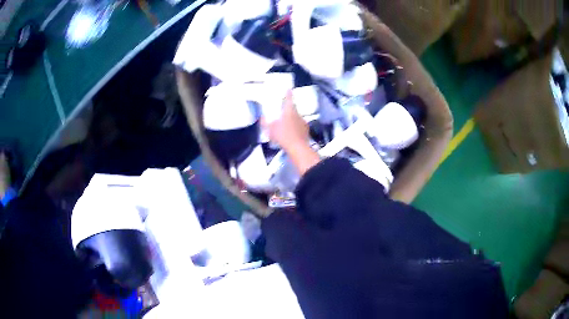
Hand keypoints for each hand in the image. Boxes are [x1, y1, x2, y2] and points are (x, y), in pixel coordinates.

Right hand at [263, 91, 308, 151]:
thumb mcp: (270, 129)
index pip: (289, 99)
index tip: (288, 89)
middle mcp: (297, 114)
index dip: (288, 93)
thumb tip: (261, 117)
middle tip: (283, 111)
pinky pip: (299, 126)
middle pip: (293, 108)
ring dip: (292, 119)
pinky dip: (296, 127)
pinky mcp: (306, 130)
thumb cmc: (283, 136)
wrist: (297, 148)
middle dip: (288, 109)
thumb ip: (265, 122)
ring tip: (286, 125)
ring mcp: (303, 122)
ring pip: (296, 117)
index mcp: (289, 111)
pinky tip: (292, 133)